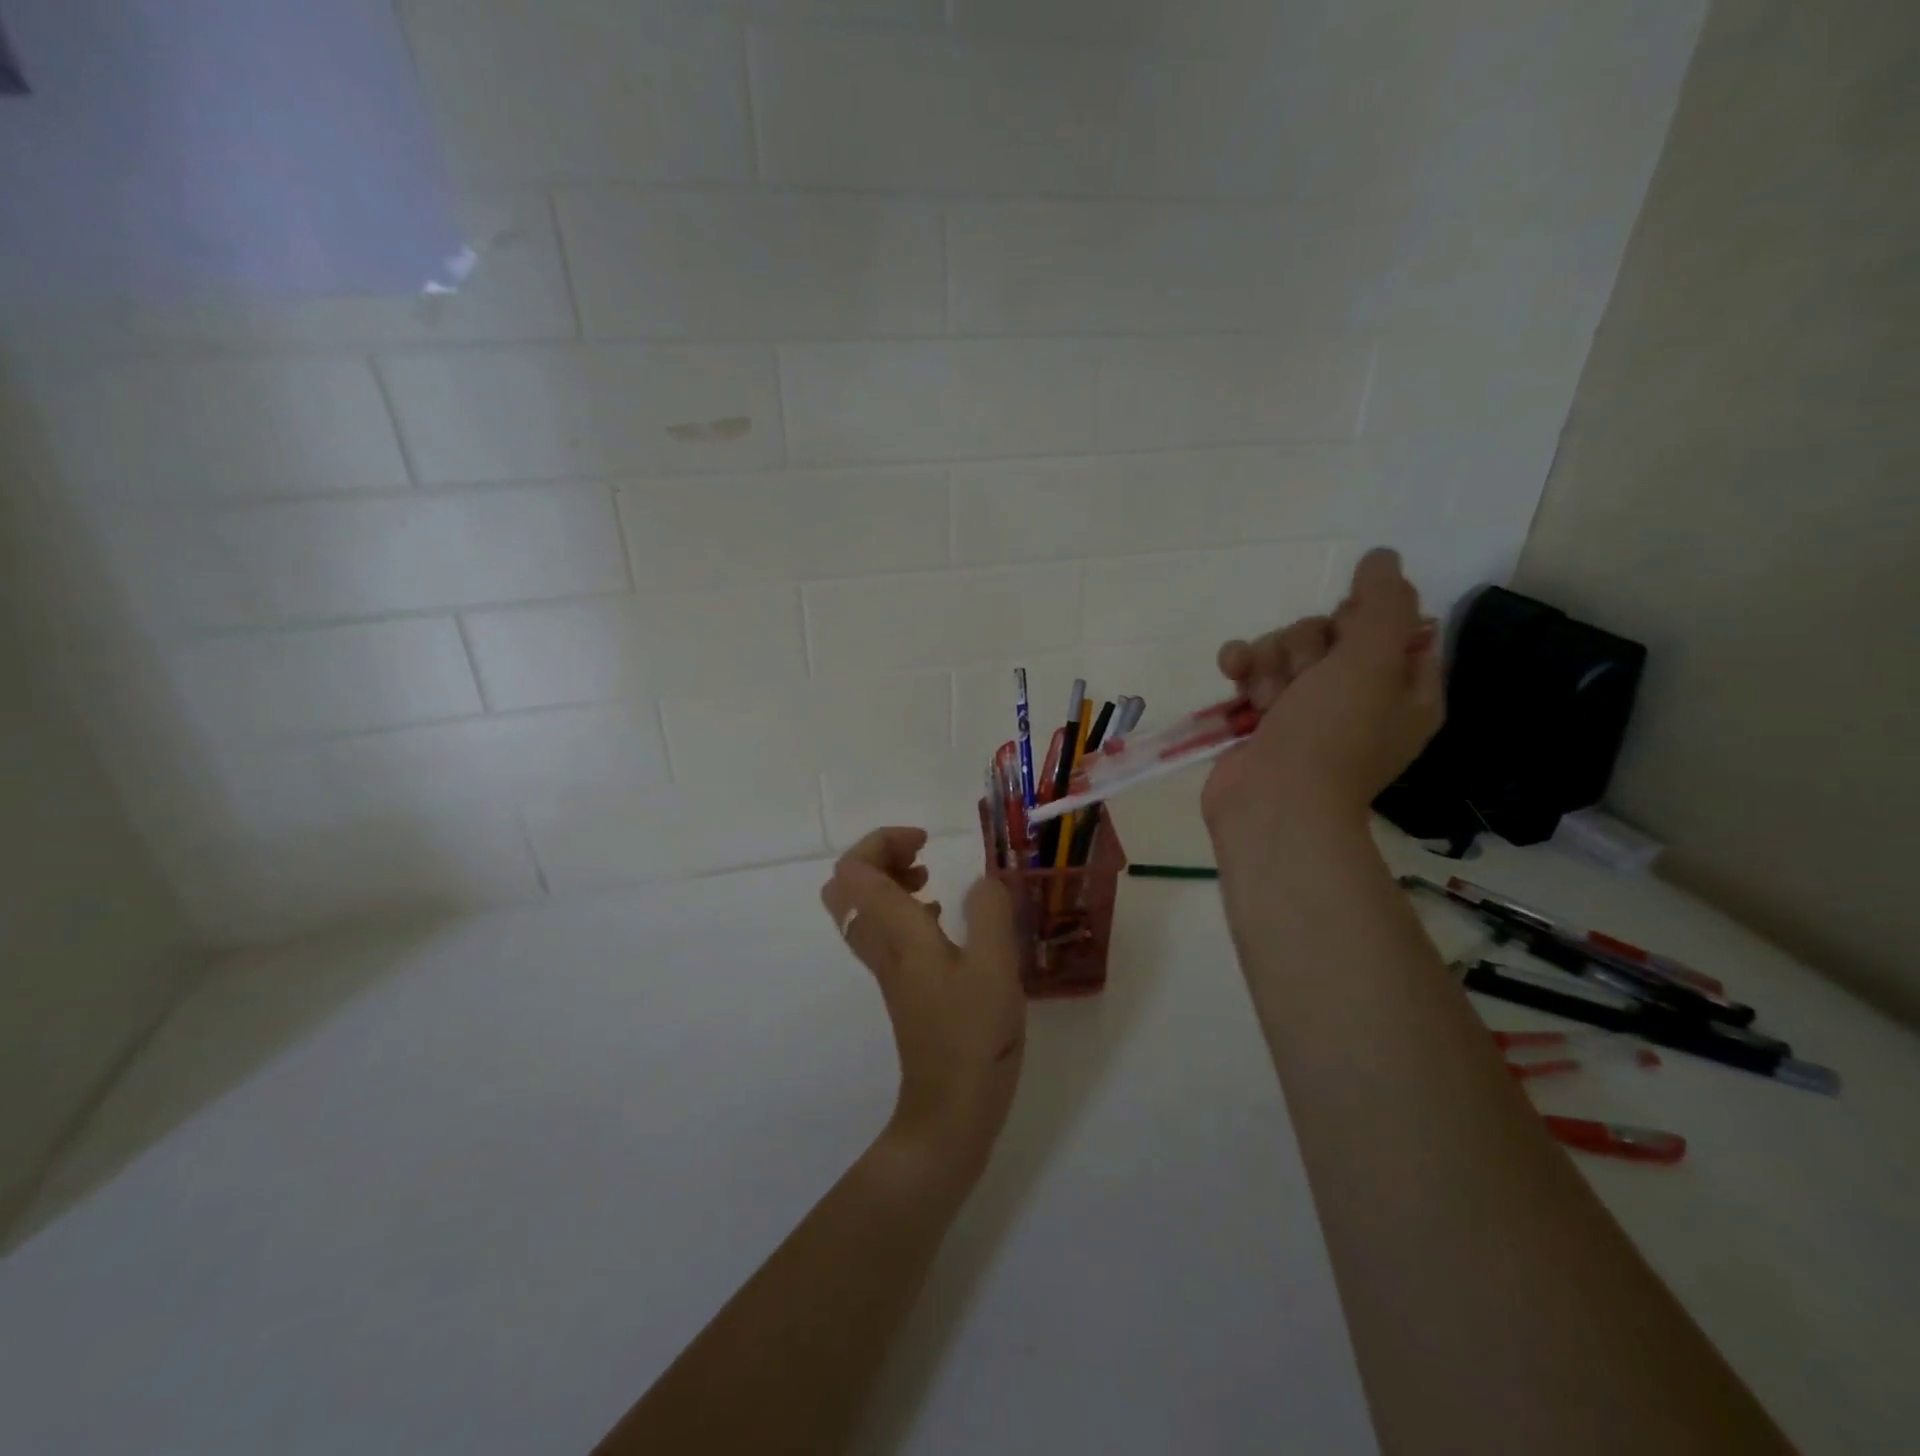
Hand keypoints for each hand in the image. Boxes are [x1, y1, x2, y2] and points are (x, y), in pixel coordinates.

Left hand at [820, 828, 1024, 1183]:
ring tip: (932, 881)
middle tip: (922, 858)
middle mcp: (881, 944)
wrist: (950, 1111)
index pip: (854, 869)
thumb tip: (983, 880)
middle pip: (846, 885)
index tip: (926, 843)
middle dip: (879, 857)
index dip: (882, 842)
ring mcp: (886, 968)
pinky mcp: (901, 986)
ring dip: (889, 882)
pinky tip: (941, 920)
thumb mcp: (995, 968)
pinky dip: (902, 910)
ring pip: (862, 908)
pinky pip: (883, 931)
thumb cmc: (973, 1037)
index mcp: (896, 932)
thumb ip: (989, 914)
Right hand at [1202, 548, 1442, 841]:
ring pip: (1285, 647)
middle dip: (1305, 647)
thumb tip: (1382, 557)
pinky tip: (1232, 672)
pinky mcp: (1262, 717)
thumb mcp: (1372, 661)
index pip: (1392, 625)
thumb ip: (1383, 602)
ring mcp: (1306, 708)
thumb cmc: (1332, 736)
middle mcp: (1358, 696)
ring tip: (1265, 696)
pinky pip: (1251, 668)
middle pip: (1328, 632)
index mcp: (1403, 689)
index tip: (1347, 633)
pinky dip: (1240, 666)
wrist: (1272, 805)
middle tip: (1303, 680)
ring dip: (1269, 661)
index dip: (1363, 619)